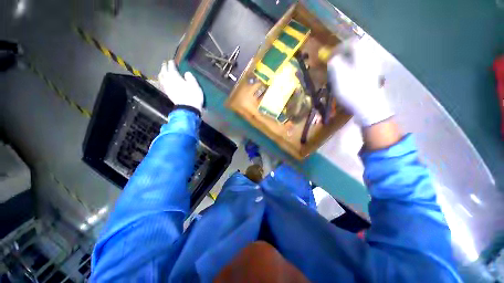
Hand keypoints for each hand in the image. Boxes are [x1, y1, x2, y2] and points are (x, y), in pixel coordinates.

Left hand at [156, 60, 203, 112]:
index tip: (172, 61)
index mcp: (175, 77)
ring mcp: (167, 87)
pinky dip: (162, 80)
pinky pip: (163, 84)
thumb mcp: (195, 85)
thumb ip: (190, 77)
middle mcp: (169, 80)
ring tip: (163, 71)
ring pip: (162, 78)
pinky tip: (164, 80)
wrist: (188, 109)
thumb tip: (186, 73)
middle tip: (166, 63)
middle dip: (165, 67)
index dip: (172, 64)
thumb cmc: (193, 96)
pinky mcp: (168, 93)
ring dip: (162, 73)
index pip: (172, 68)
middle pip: (164, 71)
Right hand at [327, 38, 392, 126]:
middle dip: (345, 53)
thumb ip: (335, 64)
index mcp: (362, 57)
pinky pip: (362, 67)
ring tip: (339, 70)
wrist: (369, 107)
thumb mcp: (339, 77)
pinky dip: (353, 68)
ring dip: (348, 61)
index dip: (340, 46)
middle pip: (358, 49)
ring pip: (360, 58)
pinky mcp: (372, 78)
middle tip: (335, 61)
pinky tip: (348, 77)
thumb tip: (332, 58)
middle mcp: (370, 59)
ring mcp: (373, 69)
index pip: (352, 43)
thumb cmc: (353, 91)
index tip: (330, 54)